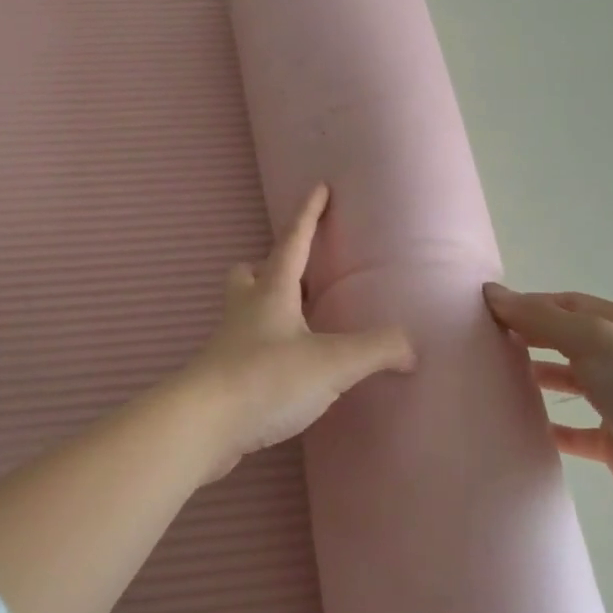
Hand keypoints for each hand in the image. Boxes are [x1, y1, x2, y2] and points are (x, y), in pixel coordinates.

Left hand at [185, 185, 415, 479]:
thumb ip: (376, 349)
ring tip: (297, 323)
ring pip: (244, 310)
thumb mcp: (332, 363)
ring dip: (265, 306)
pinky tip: (284, 369)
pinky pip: (244, 348)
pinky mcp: (222, 377)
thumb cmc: (266, 379)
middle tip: (297, 274)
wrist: (202, 425)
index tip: (320, 188)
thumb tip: (410, 348)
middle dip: (270, 266)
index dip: (309, 214)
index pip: (293, 241)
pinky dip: (264, 347)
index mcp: (272, 292)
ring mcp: (228, 343)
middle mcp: (245, 310)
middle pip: (249, 273)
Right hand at [483, 284, 612, 531]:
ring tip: (499, 374)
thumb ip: (542, 319)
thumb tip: (493, 293)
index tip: (487, 309)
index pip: (568, 304)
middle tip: (486, 339)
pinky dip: (552, 425)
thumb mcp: (594, 341)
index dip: (528, 303)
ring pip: (572, 380)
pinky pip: (576, 429)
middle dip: (530, 334)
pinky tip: (523, 424)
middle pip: (568, 338)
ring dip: (539, 374)